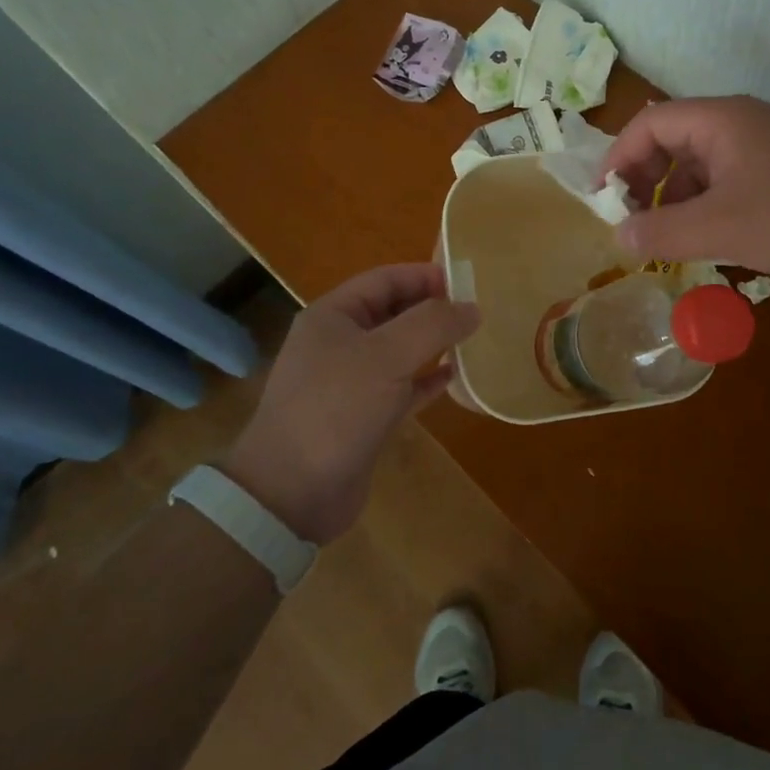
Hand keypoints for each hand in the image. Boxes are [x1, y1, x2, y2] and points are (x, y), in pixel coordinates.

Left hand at [221, 264, 480, 543]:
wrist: (292, 494)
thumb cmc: (336, 408)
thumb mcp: (387, 355)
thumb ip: (433, 324)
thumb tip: (472, 309)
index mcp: (333, 316)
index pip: (385, 279)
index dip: (425, 275)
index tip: (467, 282)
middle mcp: (339, 343)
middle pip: (394, 312)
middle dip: (433, 309)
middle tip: (476, 312)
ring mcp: (350, 382)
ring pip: (400, 351)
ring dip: (434, 344)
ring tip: (473, 340)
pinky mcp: (363, 417)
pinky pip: (402, 387)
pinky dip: (427, 380)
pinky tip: (455, 378)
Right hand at [604, 96, 769, 286]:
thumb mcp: (720, 227)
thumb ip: (661, 231)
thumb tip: (618, 236)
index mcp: (720, 120)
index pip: (649, 123)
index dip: (618, 158)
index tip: (603, 201)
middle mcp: (741, 124)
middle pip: (674, 140)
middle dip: (646, 180)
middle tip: (633, 223)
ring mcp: (768, 148)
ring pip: (703, 165)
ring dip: (677, 198)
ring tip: (667, 240)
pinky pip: (731, 182)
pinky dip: (709, 207)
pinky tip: (709, 241)